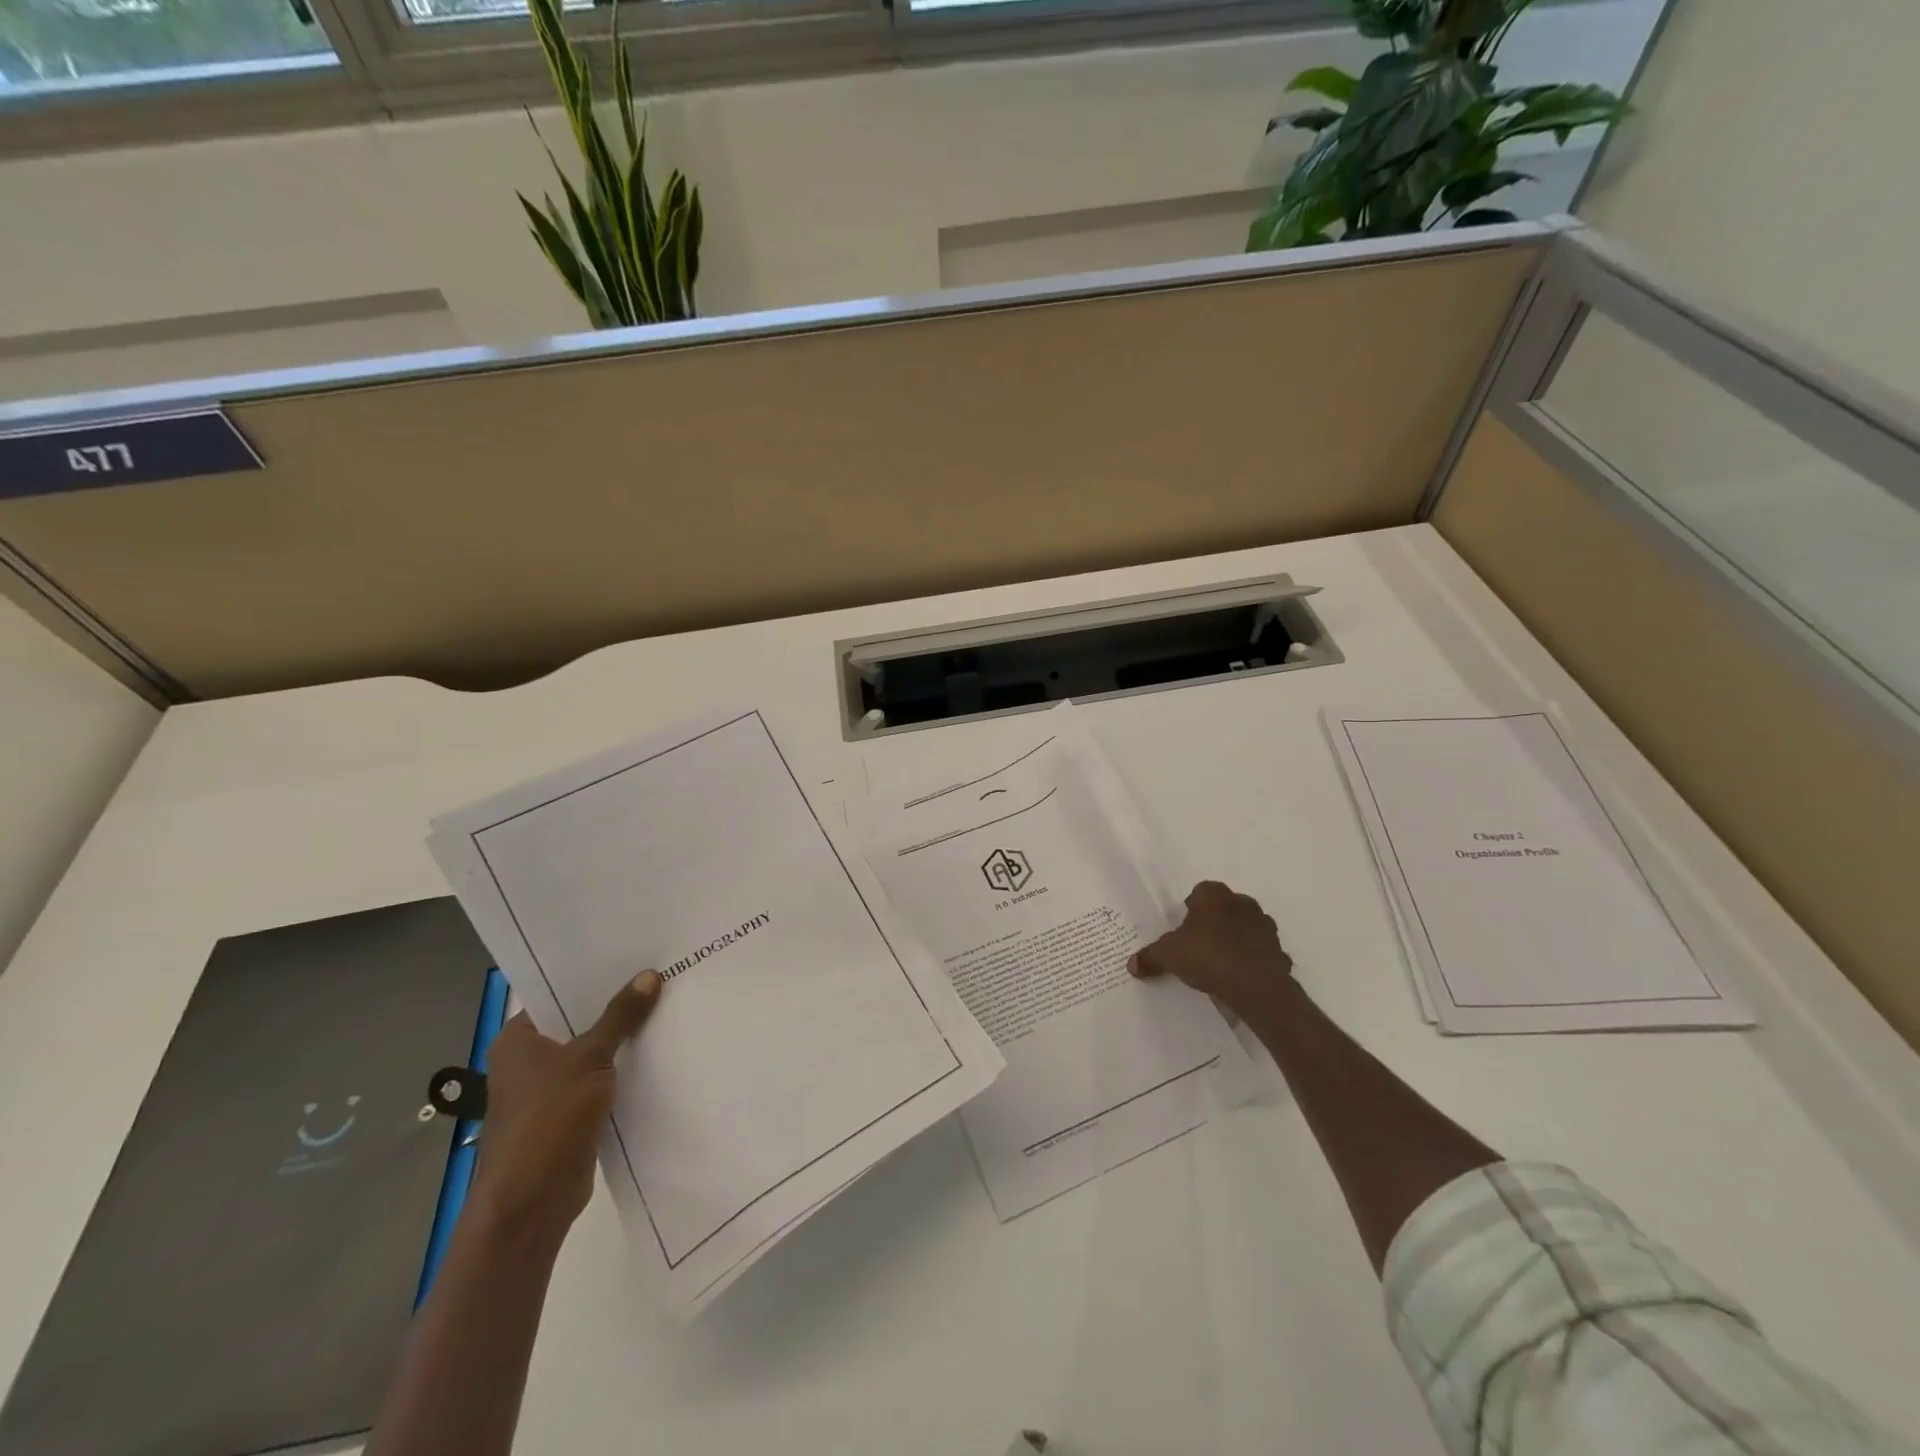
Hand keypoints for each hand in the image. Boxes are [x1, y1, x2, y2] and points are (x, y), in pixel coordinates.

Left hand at [468, 971, 662, 1249]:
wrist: (532, 1201)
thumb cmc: (549, 1117)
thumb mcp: (590, 1057)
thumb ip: (621, 1016)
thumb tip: (650, 975)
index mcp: (517, 1040)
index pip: (556, 995)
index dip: (592, 977)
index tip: (631, 957)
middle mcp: (527, 1061)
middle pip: (577, 1023)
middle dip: (615, 1007)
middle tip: (658, 976)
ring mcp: (548, 1091)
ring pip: (592, 1053)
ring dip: (622, 1040)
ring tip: (666, 1007)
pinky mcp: (569, 1116)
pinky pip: (600, 1081)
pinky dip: (623, 1070)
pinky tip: (658, 1053)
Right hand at [1129, 881, 1294, 1017]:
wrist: (1255, 986)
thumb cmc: (1208, 956)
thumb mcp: (1169, 956)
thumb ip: (1150, 957)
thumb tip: (1131, 965)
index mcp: (1214, 896)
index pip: (1201, 891)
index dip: (1191, 907)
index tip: (1183, 927)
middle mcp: (1242, 904)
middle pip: (1225, 907)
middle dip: (1214, 921)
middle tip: (1199, 944)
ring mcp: (1264, 927)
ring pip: (1246, 927)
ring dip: (1236, 939)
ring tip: (1220, 962)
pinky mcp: (1278, 951)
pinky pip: (1261, 952)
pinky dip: (1252, 960)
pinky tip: (1240, 978)